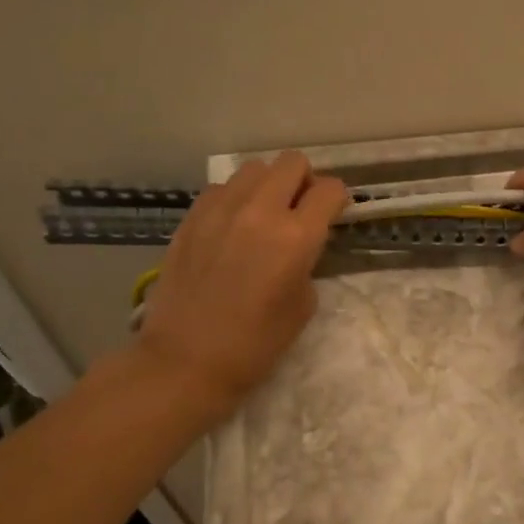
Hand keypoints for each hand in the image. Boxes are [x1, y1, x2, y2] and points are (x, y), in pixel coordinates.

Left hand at [135, 151, 349, 417]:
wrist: (185, 360)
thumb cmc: (255, 344)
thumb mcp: (303, 305)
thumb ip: (307, 261)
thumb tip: (300, 245)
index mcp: (295, 237)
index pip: (329, 190)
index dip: (337, 200)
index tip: (334, 215)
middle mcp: (260, 211)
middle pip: (293, 162)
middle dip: (304, 181)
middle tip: (300, 210)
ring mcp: (220, 210)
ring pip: (255, 168)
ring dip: (268, 185)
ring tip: (264, 215)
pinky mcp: (191, 217)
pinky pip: (222, 188)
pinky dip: (235, 198)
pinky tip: (232, 227)